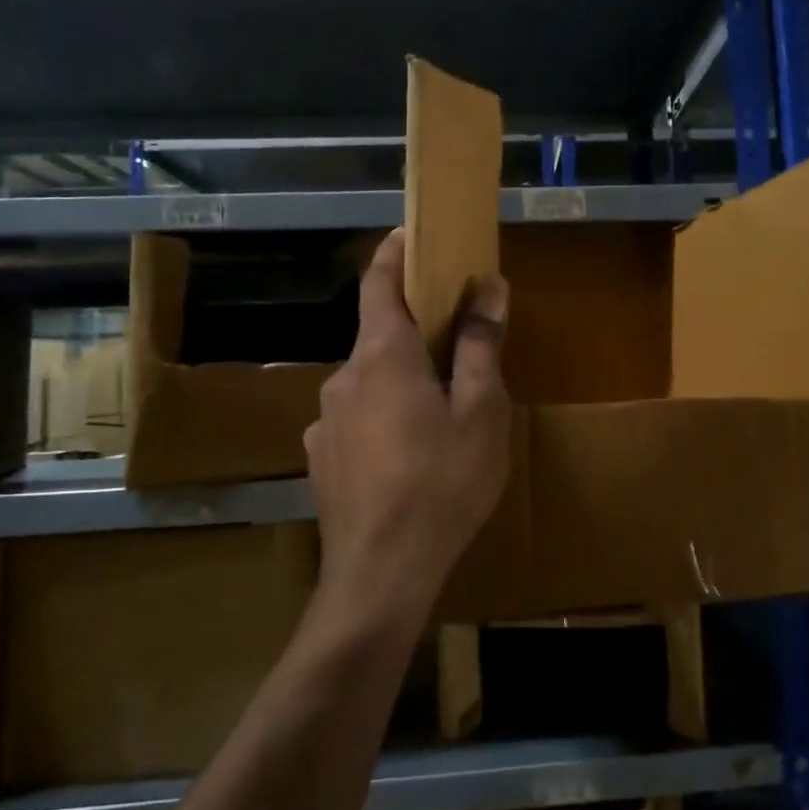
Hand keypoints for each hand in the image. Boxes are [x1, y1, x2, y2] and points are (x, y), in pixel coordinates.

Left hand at [302, 229, 511, 627]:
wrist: (380, 574)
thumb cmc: (442, 484)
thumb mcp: (480, 412)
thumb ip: (479, 345)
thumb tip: (489, 286)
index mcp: (383, 357)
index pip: (378, 283)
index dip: (394, 253)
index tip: (411, 235)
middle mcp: (343, 377)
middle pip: (377, 335)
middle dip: (413, 329)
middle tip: (455, 344)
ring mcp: (324, 420)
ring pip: (367, 381)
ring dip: (400, 380)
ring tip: (439, 412)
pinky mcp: (319, 456)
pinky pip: (354, 418)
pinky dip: (382, 416)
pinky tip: (407, 455)